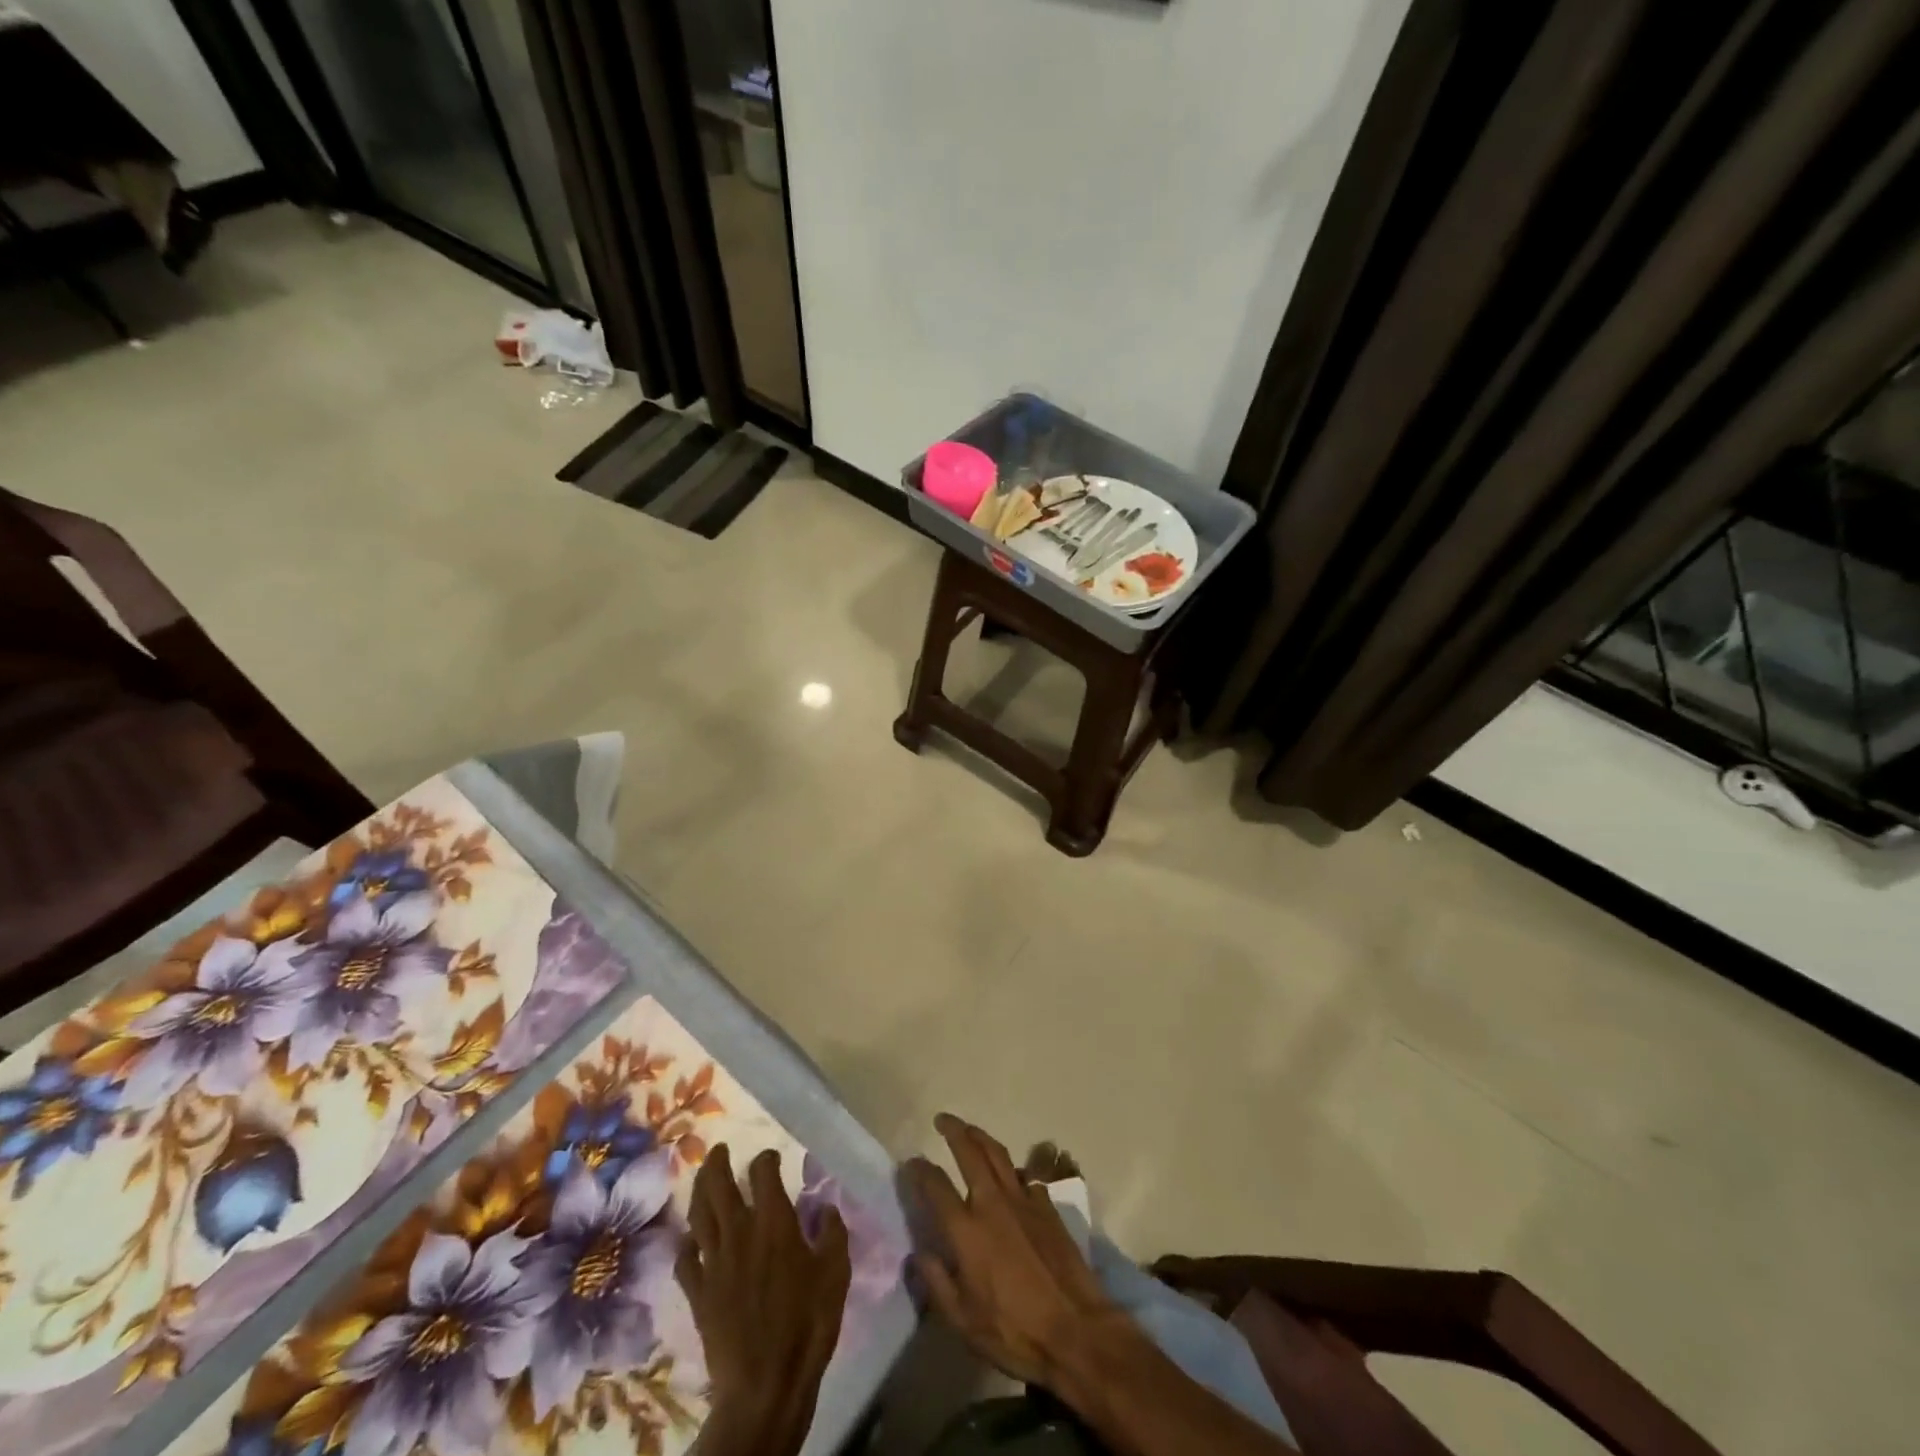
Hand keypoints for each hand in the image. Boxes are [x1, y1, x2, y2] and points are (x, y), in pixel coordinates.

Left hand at [678, 1145, 850, 1455]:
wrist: (764, 1384)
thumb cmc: (807, 1323)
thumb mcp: (836, 1272)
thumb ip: (833, 1233)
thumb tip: (826, 1207)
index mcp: (774, 1221)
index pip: (763, 1173)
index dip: (766, 1159)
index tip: (772, 1158)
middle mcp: (739, 1232)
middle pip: (719, 1186)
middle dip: (717, 1163)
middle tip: (719, 1149)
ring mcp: (714, 1262)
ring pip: (698, 1215)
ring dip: (699, 1191)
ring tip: (702, 1178)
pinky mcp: (698, 1293)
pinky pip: (685, 1259)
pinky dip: (687, 1243)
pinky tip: (692, 1240)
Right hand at [905, 1114, 1126, 1387]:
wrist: (1075, 1329)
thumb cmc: (1014, 1331)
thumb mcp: (963, 1321)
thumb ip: (936, 1282)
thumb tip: (917, 1252)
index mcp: (966, 1229)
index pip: (935, 1185)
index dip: (919, 1169)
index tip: (911, 1162)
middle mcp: (992, 1202)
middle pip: (969, 1151)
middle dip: (953, 1130)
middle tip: (942, 1120)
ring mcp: (1023, 1199)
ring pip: (998, 1154)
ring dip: (981, 1137)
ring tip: (970, 1131)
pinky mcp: (1047, 1206)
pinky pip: (1025, 1176)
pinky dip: (1011, 1170)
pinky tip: (1010, 1176)